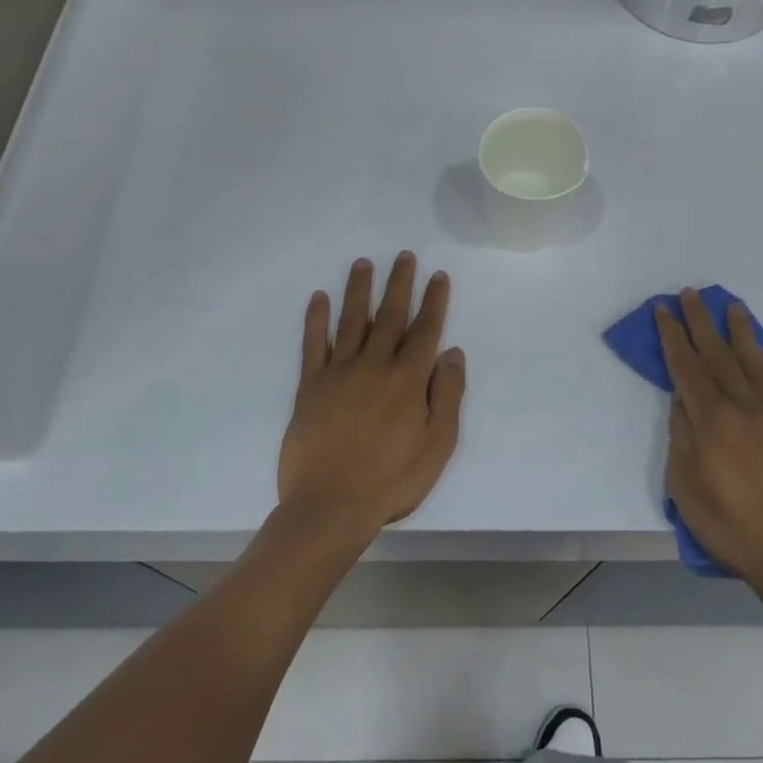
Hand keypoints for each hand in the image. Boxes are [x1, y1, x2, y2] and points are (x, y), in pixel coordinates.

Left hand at [278, 253, 465, 542]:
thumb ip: (447, 396)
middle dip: (400, 283)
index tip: (438, 275)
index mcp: (408, 380)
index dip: (434, 301)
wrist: (330, 507)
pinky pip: (313, 344)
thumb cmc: (392, 481)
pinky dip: (316, 319)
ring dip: (359, 290)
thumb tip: (453, 353)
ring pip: (352, 321)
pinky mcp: (310, 386)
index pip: (425, 330)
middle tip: (404, 256)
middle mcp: (374, 366)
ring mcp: (339, 372)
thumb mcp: (437, 445)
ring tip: (363, 263)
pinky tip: (319, 298)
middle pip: (390, 315)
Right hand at [656, 289, 762, 586]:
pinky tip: (759, 347)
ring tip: (730, 306)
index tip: (663, 310)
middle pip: (717, 355)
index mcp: (713, 421)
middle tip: (689, 294)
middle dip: (700, 322)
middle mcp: (744, 407)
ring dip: (738, 331)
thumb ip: (682, 435)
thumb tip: (681, 398)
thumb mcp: (685, 485)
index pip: (687, 367)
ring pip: (753, 361)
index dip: (673, 336)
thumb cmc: (729, 526)